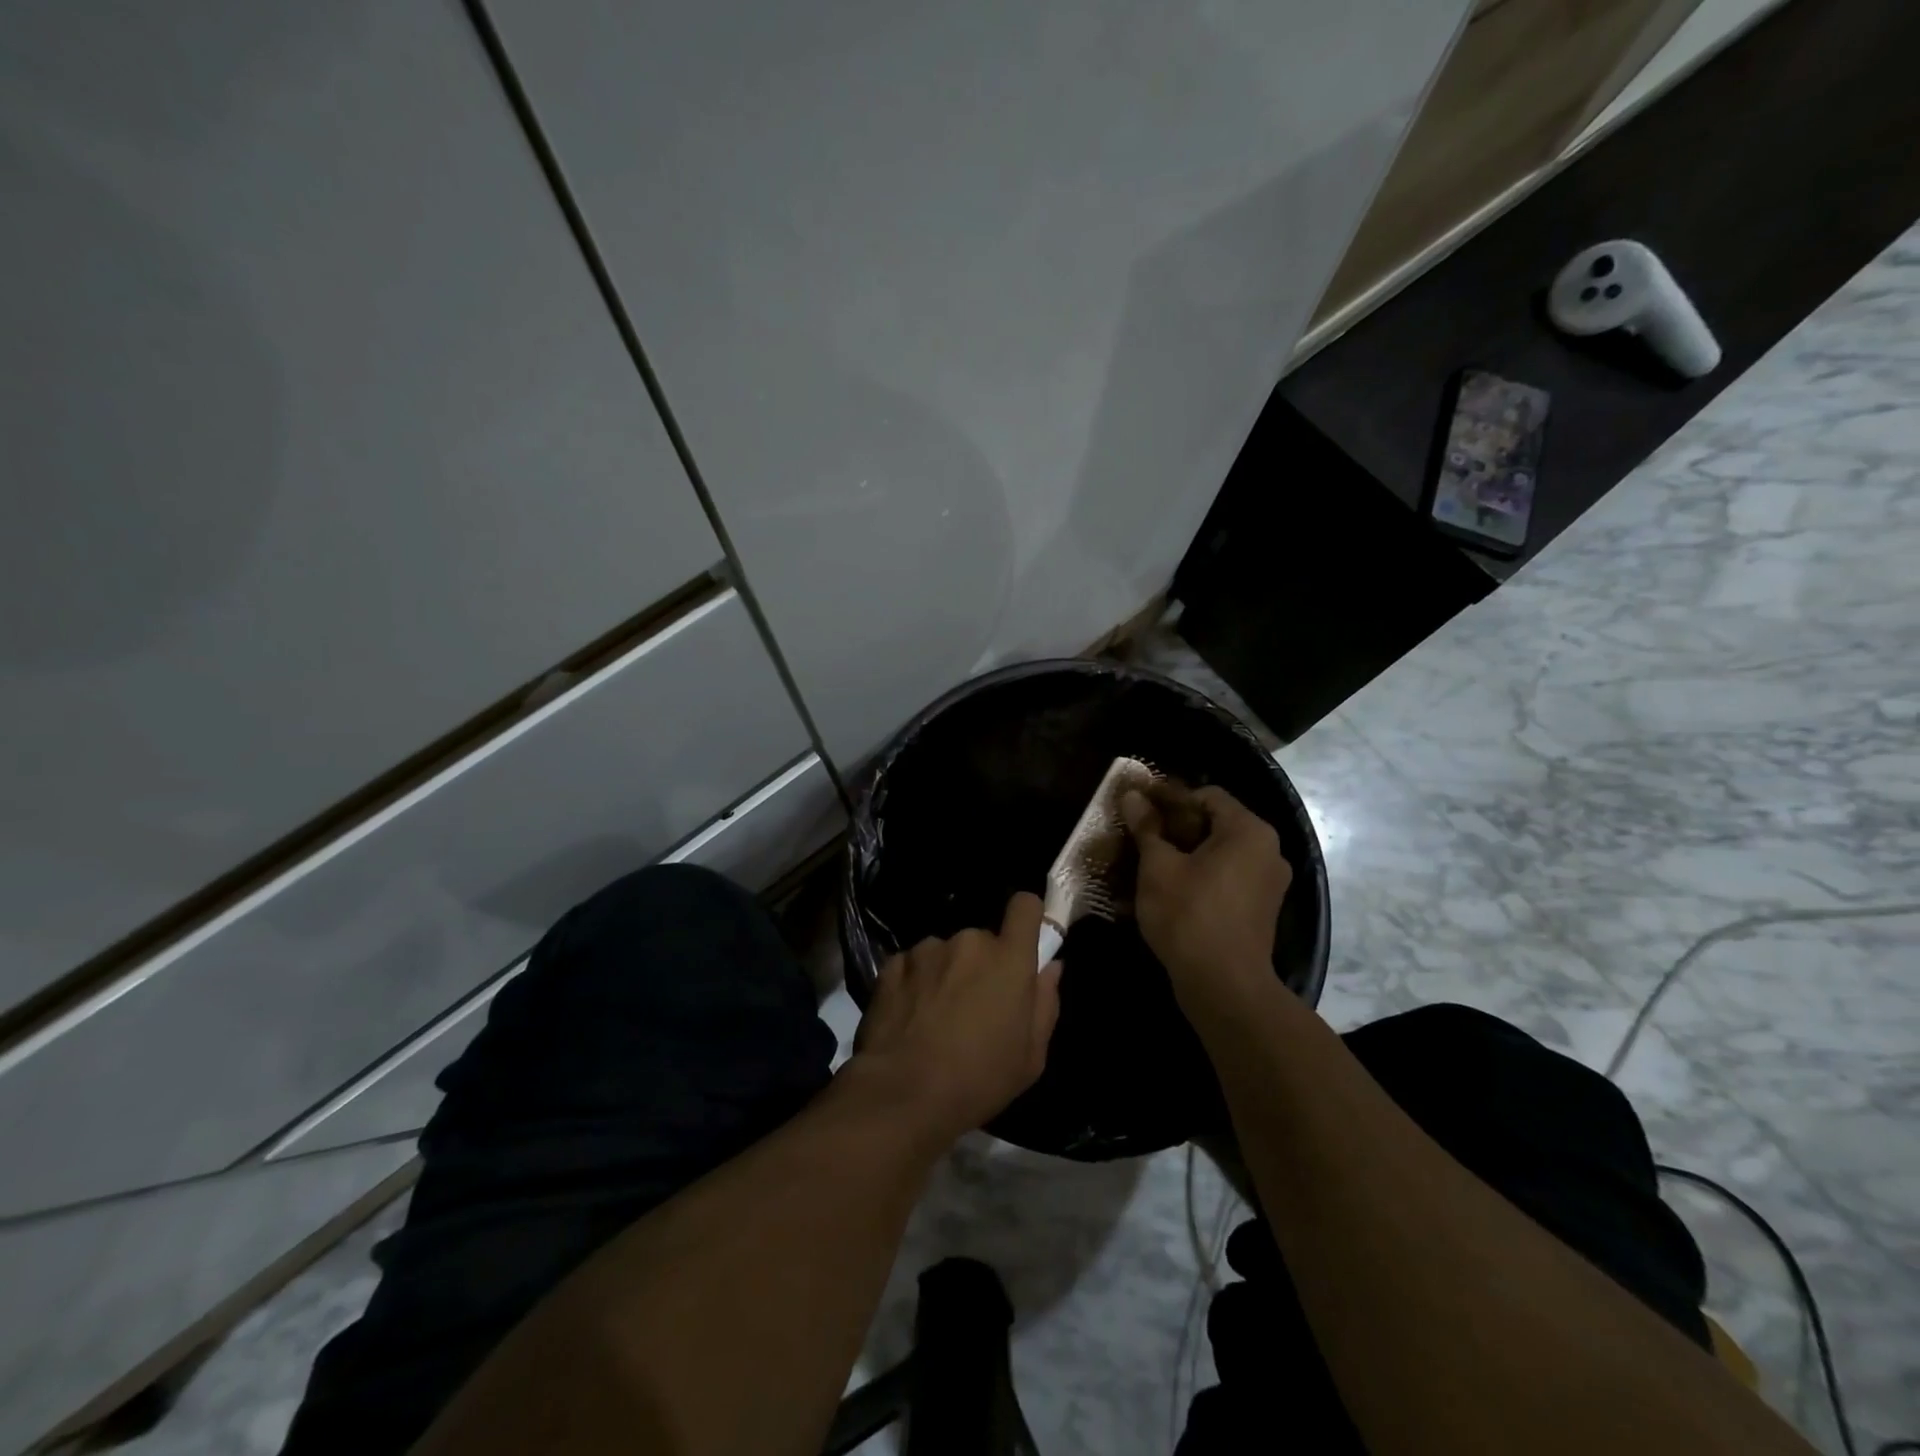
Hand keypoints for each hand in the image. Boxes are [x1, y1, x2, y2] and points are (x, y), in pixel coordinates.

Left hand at [853, 892, 1062, 1143]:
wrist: (901, 1093)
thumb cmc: (978, 1080)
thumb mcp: (1030, 1057)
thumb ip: (1045, 1003)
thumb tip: (1050, 967)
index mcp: (1009, 959)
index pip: (1025, 906)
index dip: (1027, 917)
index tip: (1024, 941)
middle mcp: (969, 941)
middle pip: (983, 940)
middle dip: (983, 965)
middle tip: (975, 1007)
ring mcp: (927, 949)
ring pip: (946, 952)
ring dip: (947, 974)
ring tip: (936, 1017)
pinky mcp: (892, 963)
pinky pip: (914, 965)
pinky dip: (916, 983)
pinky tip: (910, 1018)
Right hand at [1121, 784, 1292, 1012]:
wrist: (1223, 986)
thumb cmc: (1189, 914)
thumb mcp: (1157, 866)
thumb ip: (1146, 827)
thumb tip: (1132, 795)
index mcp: (1249, 831)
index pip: (1207, 796)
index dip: (1170, 799)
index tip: (1140, 811)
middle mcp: (1268, 851)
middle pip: (1214, 825)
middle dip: (1173, 830)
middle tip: (1138, 838)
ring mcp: (1267, 884)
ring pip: (1217, 856)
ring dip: (1181, 857)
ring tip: (1145, 866)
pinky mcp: (1259, 911)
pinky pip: (1225, 881)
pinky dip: (1197, 880)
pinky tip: (1164, 893)